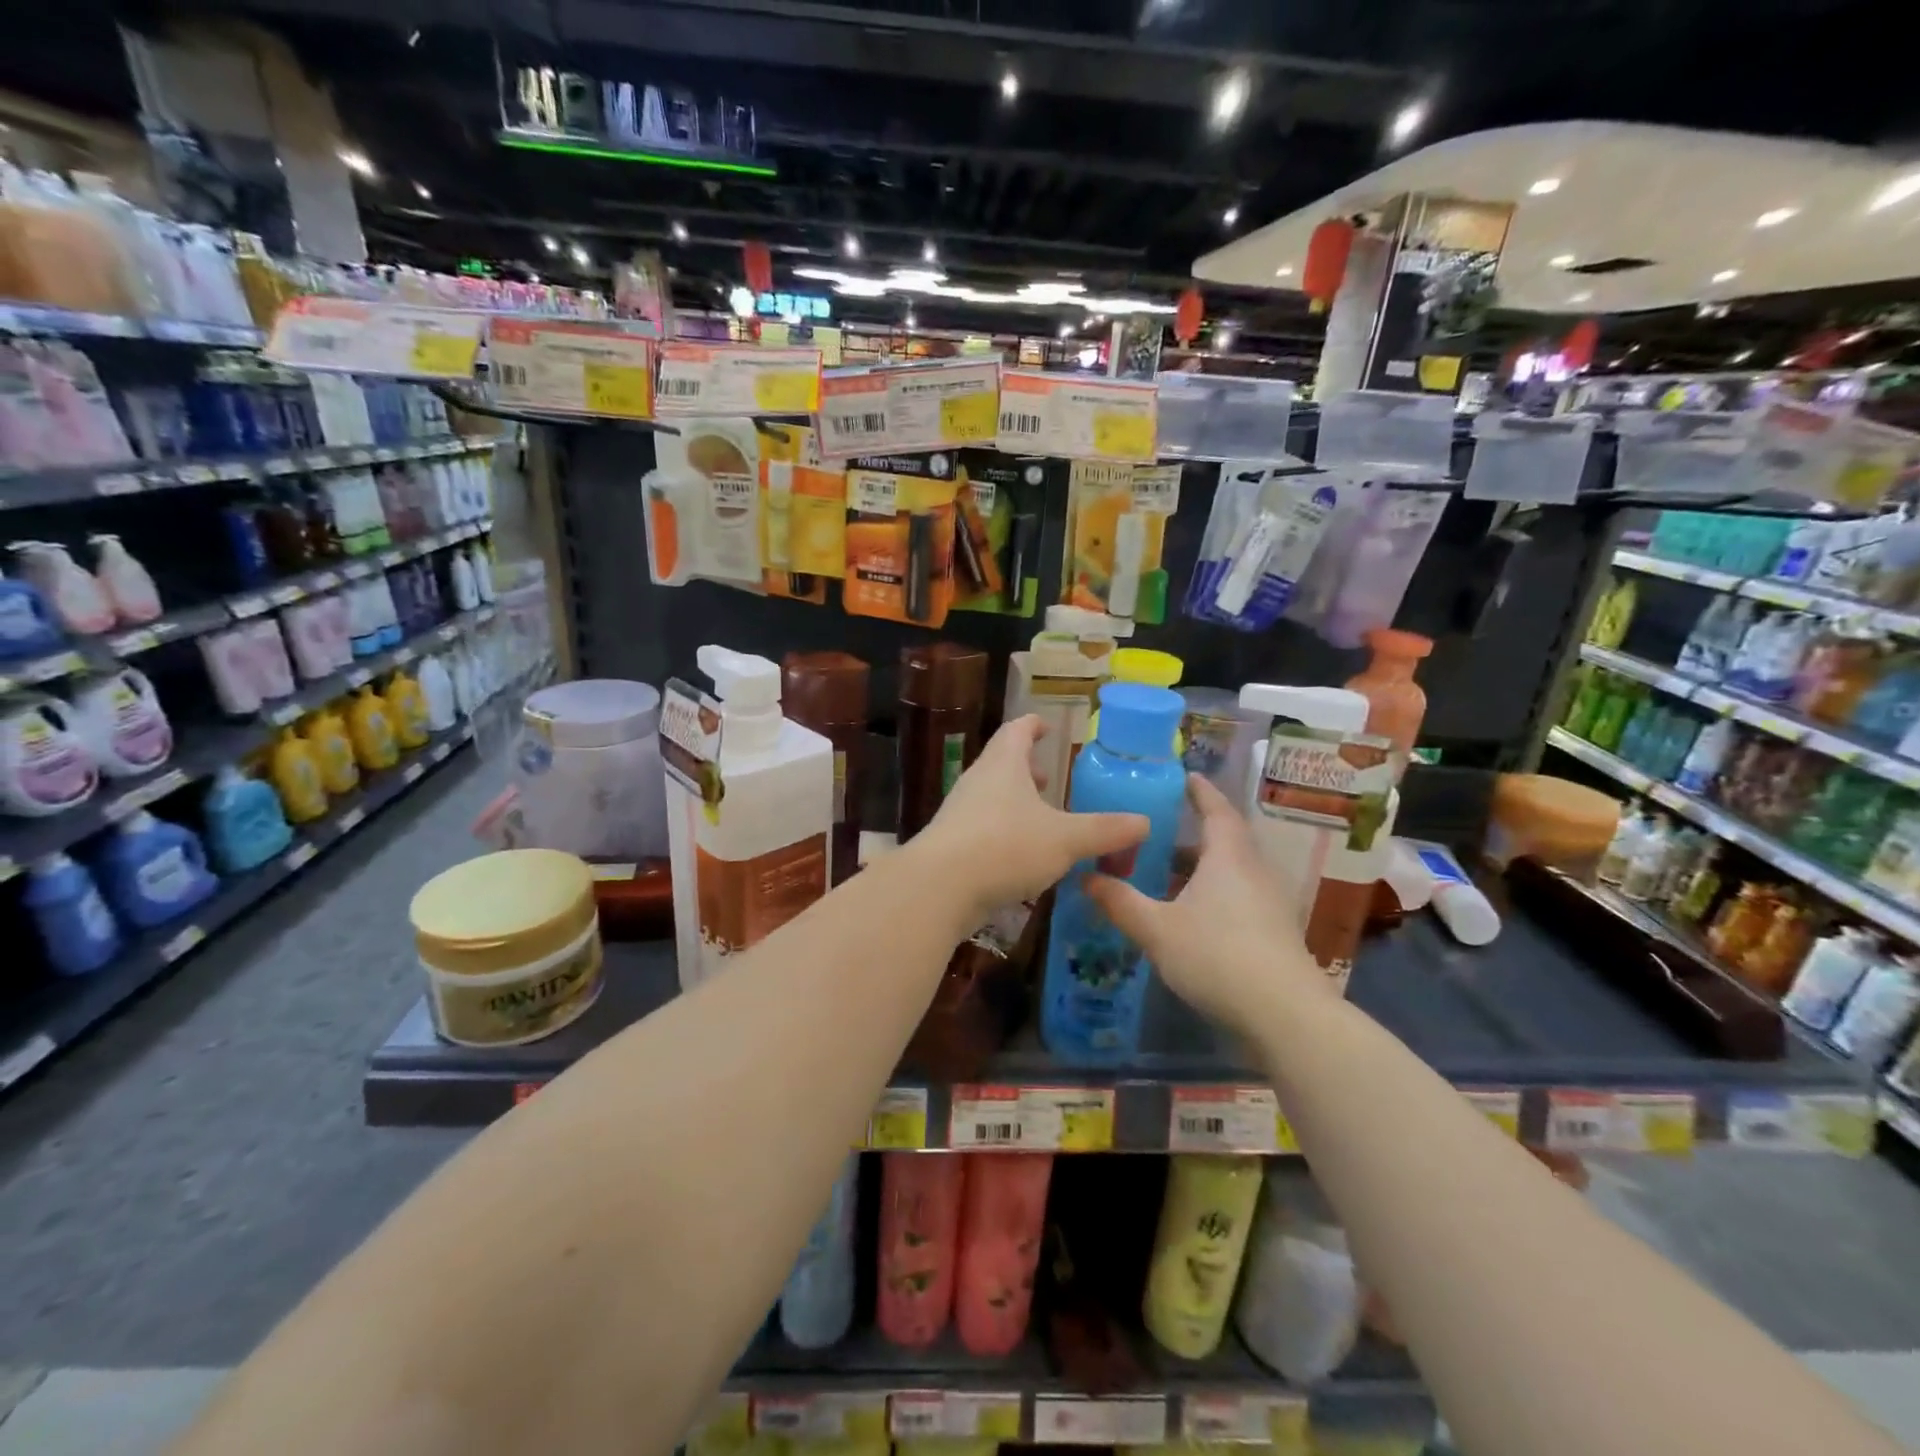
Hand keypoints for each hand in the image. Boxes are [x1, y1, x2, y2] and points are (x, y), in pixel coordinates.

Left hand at [913, 715, 1147, 923]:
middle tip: (1049, 780)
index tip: (1047, 727)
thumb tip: (1144, 822)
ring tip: (1040, 818)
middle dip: (1026, 769)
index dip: (1033, 726)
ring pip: (991, 797)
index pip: (1017, 731)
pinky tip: (1020, 856)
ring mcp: (959, 813)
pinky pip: (982, 828)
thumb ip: (1104, 831)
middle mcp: (977, 781)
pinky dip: (1003, 831)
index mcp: (1003, 765)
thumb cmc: (1005, 847)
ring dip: (1014, 802)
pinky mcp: (951, 844)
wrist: (938, 888)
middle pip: (1002, 763)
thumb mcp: (1064, 839)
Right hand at [1086, 775, 1328, 1032]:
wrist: (1285, 1014)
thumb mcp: (1157, 929)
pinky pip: (1239, 895)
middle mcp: (1253, 870)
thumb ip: (1120, 902)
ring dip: (1201, 866)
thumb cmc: (1217, 956)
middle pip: (1224, 839)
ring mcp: (1269, 902)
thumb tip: (1086, 878)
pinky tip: (1190, 915)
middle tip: (1158, 832)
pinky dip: (1213, 892)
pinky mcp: (1275, 931)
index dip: (1200, 791)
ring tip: (1165, 875)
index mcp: (1228, 856)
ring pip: (1231, 870)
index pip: (1216, 810)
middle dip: (1193, 833)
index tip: (1186, 777)